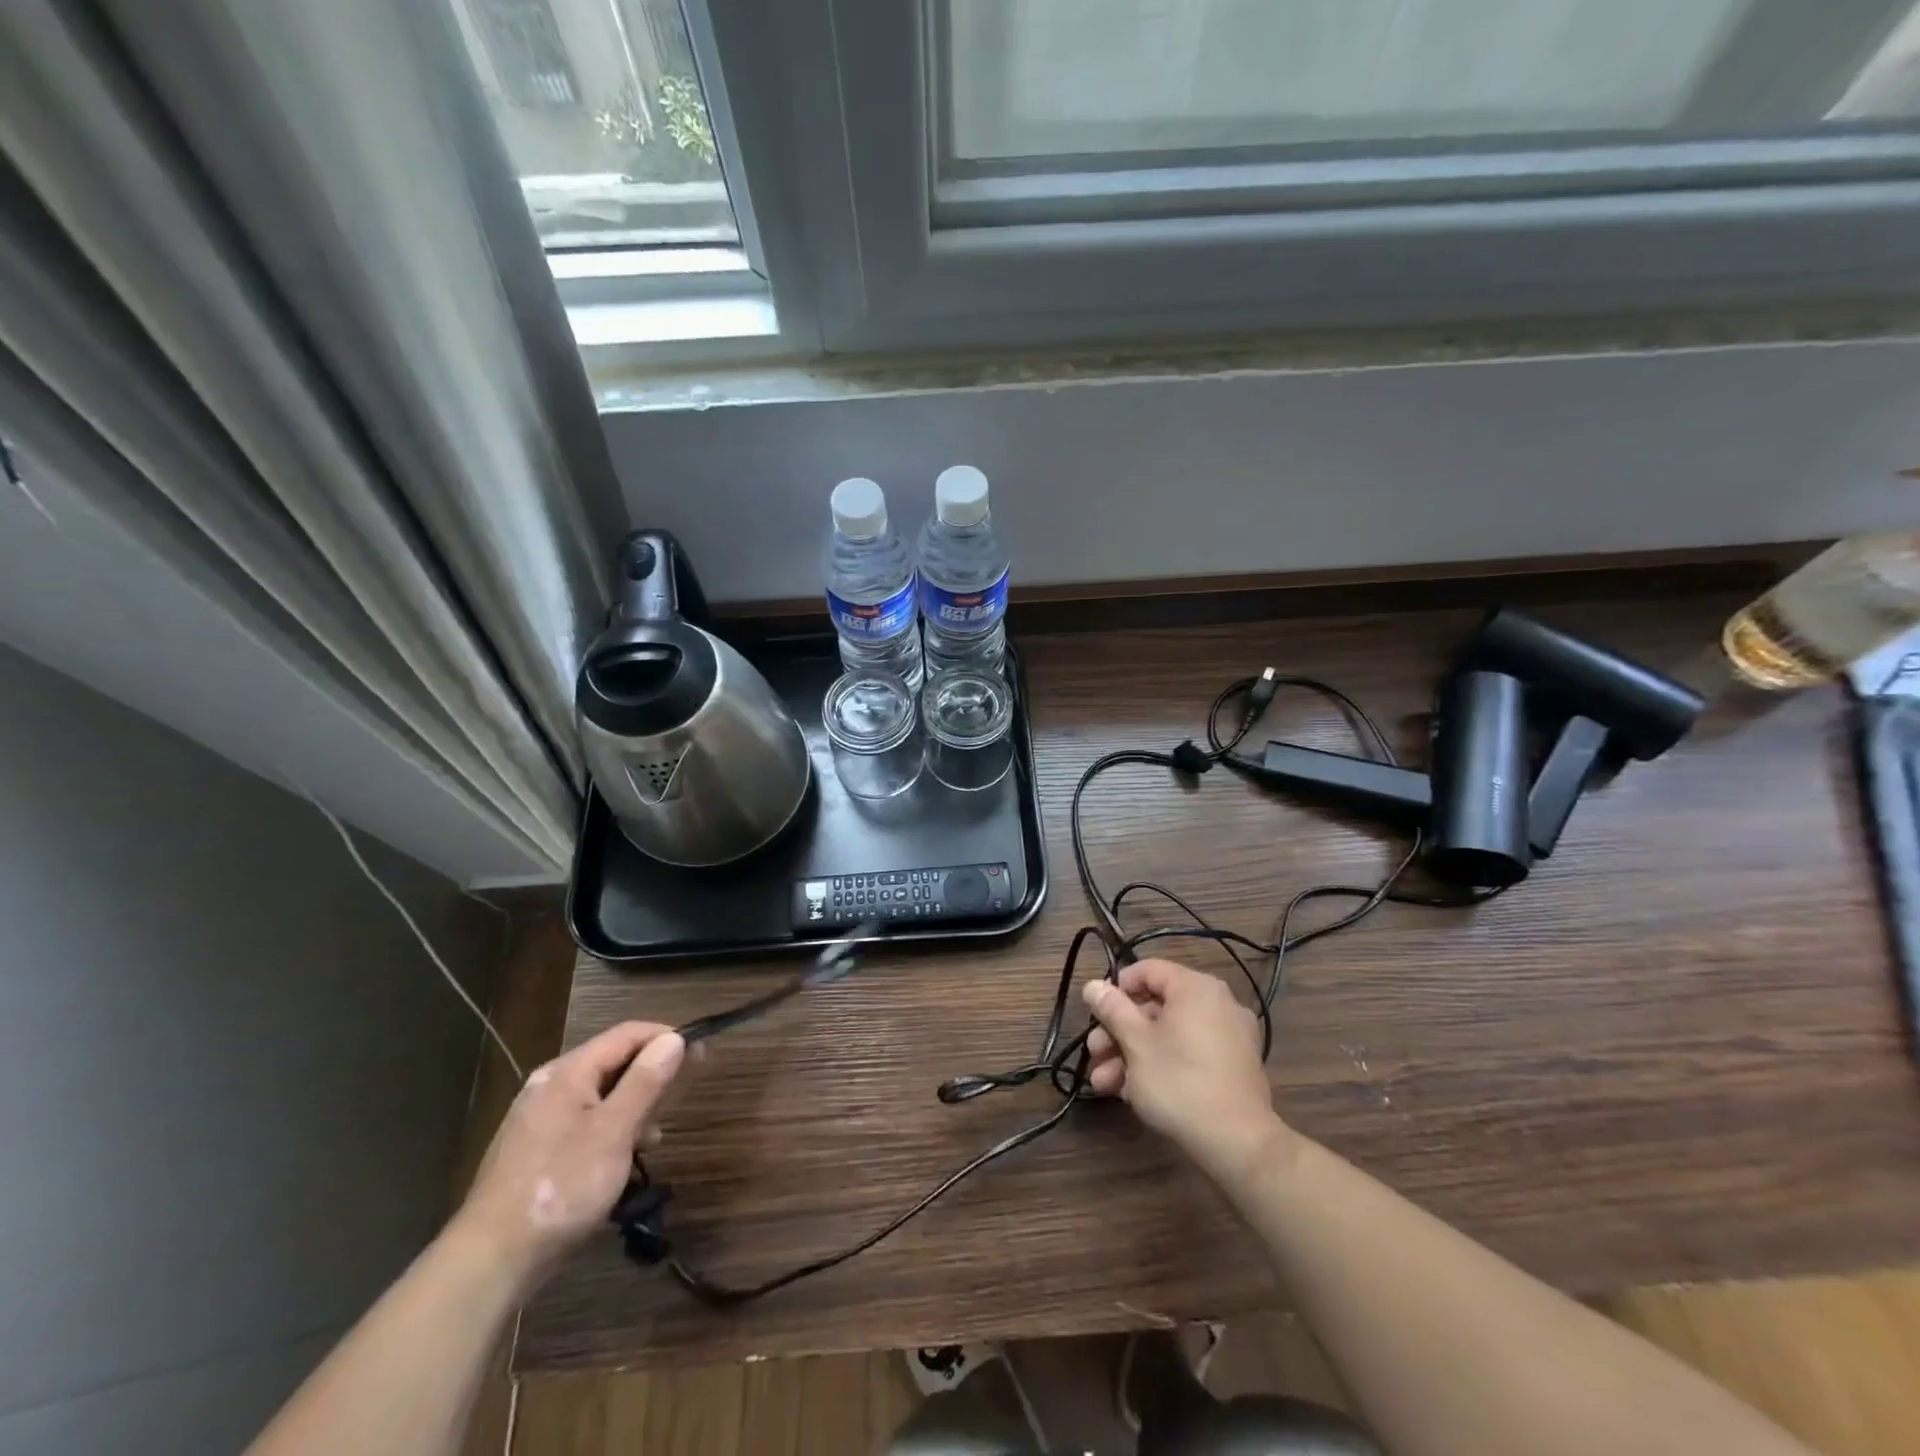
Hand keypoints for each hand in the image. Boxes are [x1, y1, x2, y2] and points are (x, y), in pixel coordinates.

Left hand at [451, 1022, 684, 1286]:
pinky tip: (620, 1160)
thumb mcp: (614, 1132)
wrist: (490, 1261)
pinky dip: (610, 1129)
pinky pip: (583, 1122)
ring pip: (600, 1095)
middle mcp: (549, 1085)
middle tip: (680, 1098)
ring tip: (652, 1140)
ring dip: (632, 1108)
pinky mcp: (534, 1149)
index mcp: (567, 1072)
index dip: (666, 1037)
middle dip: (650, 1076)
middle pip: (613, 1061)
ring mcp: (538, 1118)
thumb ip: (645, 1082)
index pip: (627, 1034)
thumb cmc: (561, 1187)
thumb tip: (673, 1039)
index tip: (699, 1054)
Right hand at [1082, 960, 1286, 1183]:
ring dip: (1131, 1054)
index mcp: (1196, 988)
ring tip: (1103, 1083)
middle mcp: (1216, 1004)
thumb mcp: (1135, 1042)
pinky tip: (1130, 1092)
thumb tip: (1092, 985)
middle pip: (1155, 1007)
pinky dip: (1160, 1065)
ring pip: (1168, 1035)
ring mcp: (1228, 1037)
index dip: (1117, 988)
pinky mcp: (1231, 1068)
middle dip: (1118, 1032)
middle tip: (1093, 1053)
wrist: (1237, 1143)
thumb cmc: (1179, 1081)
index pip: (1148, 970)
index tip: (1096, 1013)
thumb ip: (1112, 1009)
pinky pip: (1188, 1054)